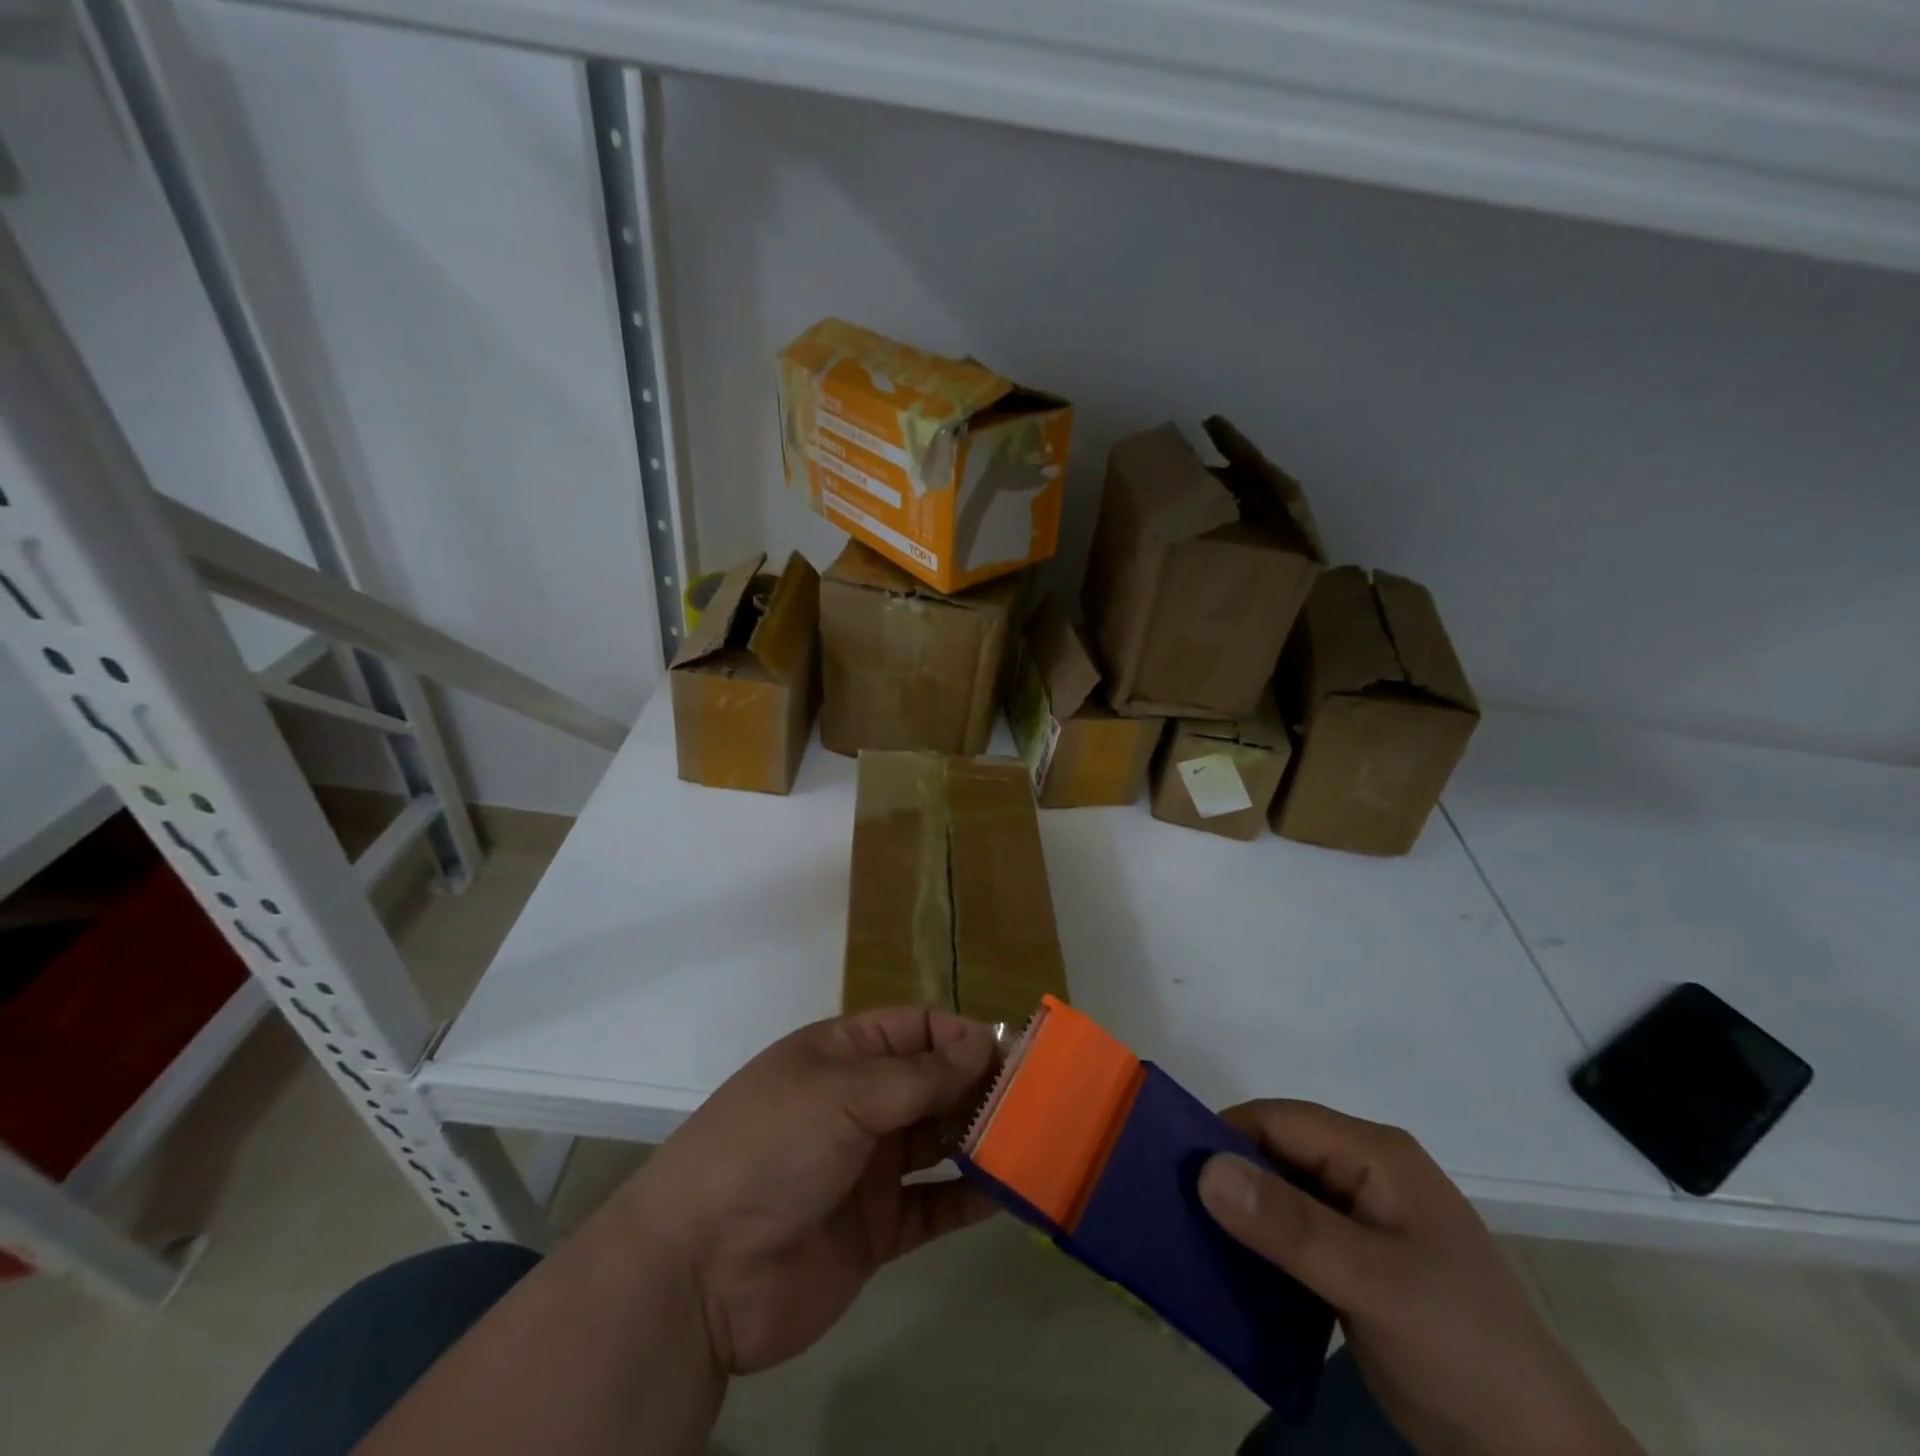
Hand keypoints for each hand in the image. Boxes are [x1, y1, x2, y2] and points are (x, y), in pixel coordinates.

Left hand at [618, 1008, 998, 1376]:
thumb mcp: (843, 1094)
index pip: (915, 1029)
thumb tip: (980, 1044)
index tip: (1011, 1052)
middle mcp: (859, 1105)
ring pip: (938, 1144)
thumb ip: (917, 1075)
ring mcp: (868, 1169)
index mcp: (843, 1056)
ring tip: (1036, 1139)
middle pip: (932, 1084)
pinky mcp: (876, 1230)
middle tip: (1040, 1098)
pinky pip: (933, 1207)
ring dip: (981, 1140)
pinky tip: (1011, 1194)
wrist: (699, 1272)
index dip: (960, 1036)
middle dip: (979, 1086)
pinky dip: (969, 1200)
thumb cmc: (770, 1149)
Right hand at [1198, 1101, 1642, 1455]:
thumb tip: (1205, 1169)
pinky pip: (1292, 1235)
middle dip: (1227, 1176)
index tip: (1172, 1170)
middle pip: (1276, 1153)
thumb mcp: (1374, 1285)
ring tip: (1190, 1238)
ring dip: (1240, 1214)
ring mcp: (1360, 1219)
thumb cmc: (1461, 1348)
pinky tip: (1230, 1270)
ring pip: (1279, 1195)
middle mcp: (1364, 1172)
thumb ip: (1291, 1227)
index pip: (1279, 1121)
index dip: (1224, 1136)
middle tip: (1174, 1209)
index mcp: (1374, 1154)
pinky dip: (1260, 1247)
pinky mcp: (1354, 1261)